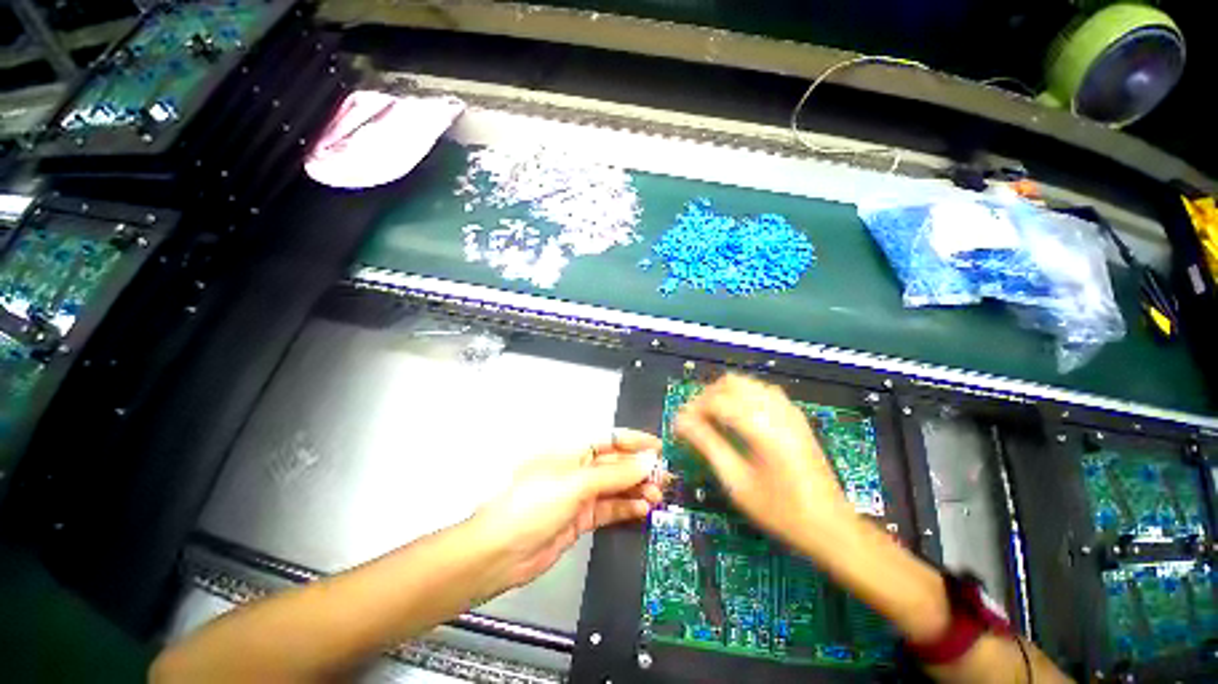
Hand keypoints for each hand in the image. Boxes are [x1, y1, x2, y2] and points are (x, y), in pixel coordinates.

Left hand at [471, 429, 663, 596]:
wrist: (500, 553)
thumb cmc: (533, 504)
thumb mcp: (576, 484)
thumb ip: (614, 474)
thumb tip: (647, 461)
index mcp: (572, 451)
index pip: (610, 439)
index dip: (635, 442)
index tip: (658, 448)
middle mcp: (578, 469)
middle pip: (616, 464)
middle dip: (640, 468)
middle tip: (664, 476)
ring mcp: (580, 494)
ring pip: (615, 487)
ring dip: (637, 489)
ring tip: (657, 494)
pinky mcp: (581, 518)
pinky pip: (609, 508)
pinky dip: (626, 508)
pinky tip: (642, 508)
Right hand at [675, 374, 853, 552]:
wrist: (831, 526)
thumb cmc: (780, 511)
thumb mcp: (736, 482)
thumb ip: (707, 445)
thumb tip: (681, 422)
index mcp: (760, 426)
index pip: (715, 401)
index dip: (692, 410)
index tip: (679, 426)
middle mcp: (775, 409)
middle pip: (730, 383)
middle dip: (707, 396)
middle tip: (695, 420)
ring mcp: (788, 410)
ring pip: (747, 383)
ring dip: (724, 394)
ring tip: (713, 419)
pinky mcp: (795, 416)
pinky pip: (762, 391)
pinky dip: (743, 396)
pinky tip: (738, 417)